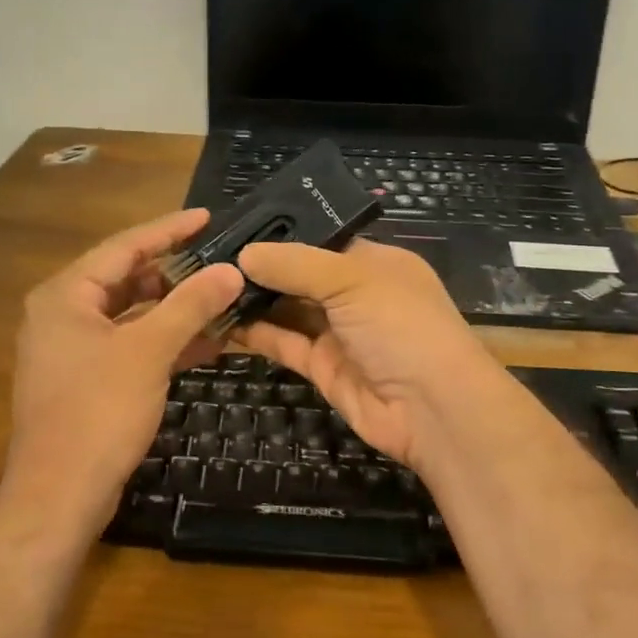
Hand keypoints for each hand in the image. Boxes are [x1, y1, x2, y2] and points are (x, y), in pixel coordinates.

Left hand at [6, 210, 243, 526]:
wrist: (59, 496)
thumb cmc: (98, 412)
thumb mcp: (149, 351)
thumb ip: (191, 305)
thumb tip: (231, 270)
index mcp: (66, 295)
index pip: (124, 246)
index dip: (169, 229)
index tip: (207, 216)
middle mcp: (63, 314)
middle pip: (127, 279)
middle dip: (176, 273)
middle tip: (220, 262)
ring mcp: (73, 349)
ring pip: (131, 315)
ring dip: (175, 310)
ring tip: (222, 300)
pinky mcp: (86, 380)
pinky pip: (130, 345)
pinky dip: (164, 341)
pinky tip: (206, 343)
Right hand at [234, 240, 508, 474]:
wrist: (433, 410)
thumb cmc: (401, 326)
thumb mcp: (352, 280)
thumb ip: (296, 264)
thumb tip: (244, 253)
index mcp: (375, 263)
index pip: (322, 239)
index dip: (282, 233)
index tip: (235, 227)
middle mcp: (356, 294)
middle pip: (301, 275)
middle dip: (261, 267)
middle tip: (207, 256)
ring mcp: (339, 332)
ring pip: (288, 309)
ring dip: (253, 299)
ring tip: (205, 283)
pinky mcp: (323, 368)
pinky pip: (284, 342)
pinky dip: (255, 332)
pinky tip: (220, 318)